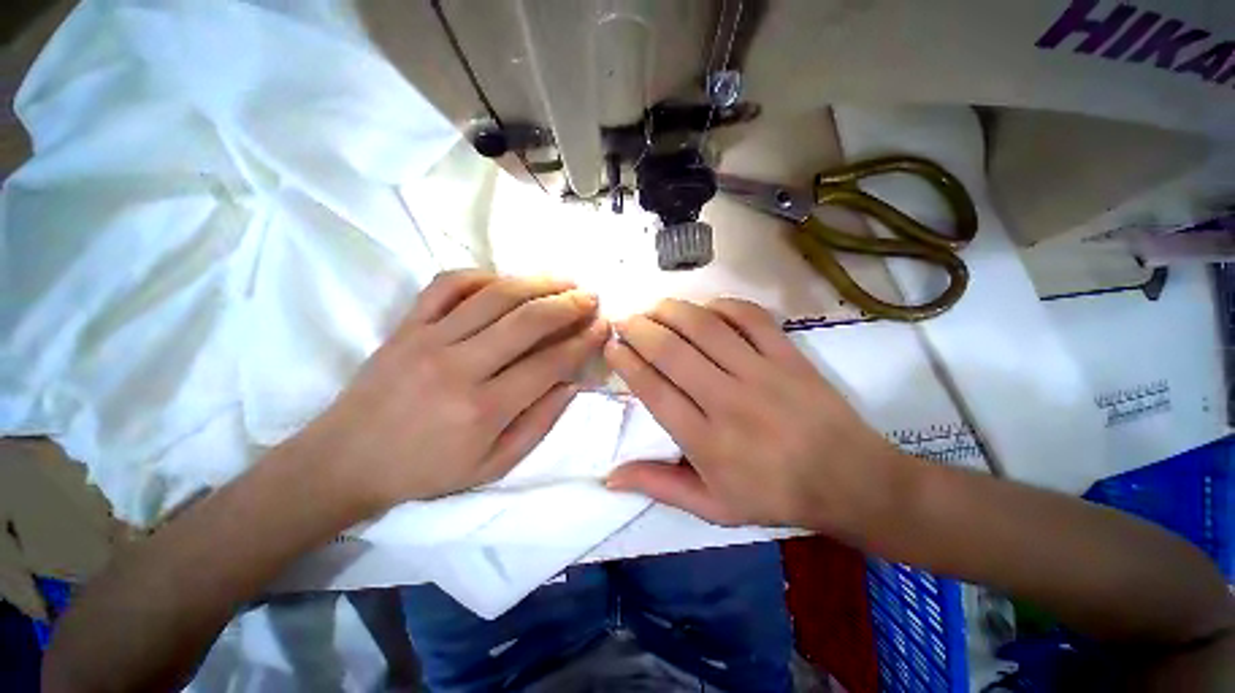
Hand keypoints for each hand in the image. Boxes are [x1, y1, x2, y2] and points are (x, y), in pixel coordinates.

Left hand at [290, 270, 608, 511]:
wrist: (345, 460)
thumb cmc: (426, 470)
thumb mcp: (493, 466)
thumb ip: (539, 423)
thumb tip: (572, 382)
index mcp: (484, 409)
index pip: (550, 362)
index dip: (583, 341)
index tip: (603, 326)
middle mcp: (459, 367)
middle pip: (528, 320)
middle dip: (569, 304)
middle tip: (591, 297)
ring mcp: (428, 339)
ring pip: (495, 295)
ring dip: (538, 282)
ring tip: (565, 280)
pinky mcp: (406, 325)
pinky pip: (447, 284)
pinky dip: (483, 275)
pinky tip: (506, 281)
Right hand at [604, 298, 909, 532]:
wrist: (851, 481)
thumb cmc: (775, 496)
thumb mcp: (712, 507)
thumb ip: (659, 486)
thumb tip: (609, 476)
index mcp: (706, 441)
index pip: (653, 390)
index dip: (626, 362)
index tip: (611, 346)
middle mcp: (727, 401)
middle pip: (671, 352)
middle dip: (639, 329)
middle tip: (624, 321)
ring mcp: (761, 373)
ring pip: (704, 328)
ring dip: (671, 311)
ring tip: (653, 308)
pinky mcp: (788, 356)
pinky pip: (750, 318)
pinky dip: (722, 305)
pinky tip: (705, 308)